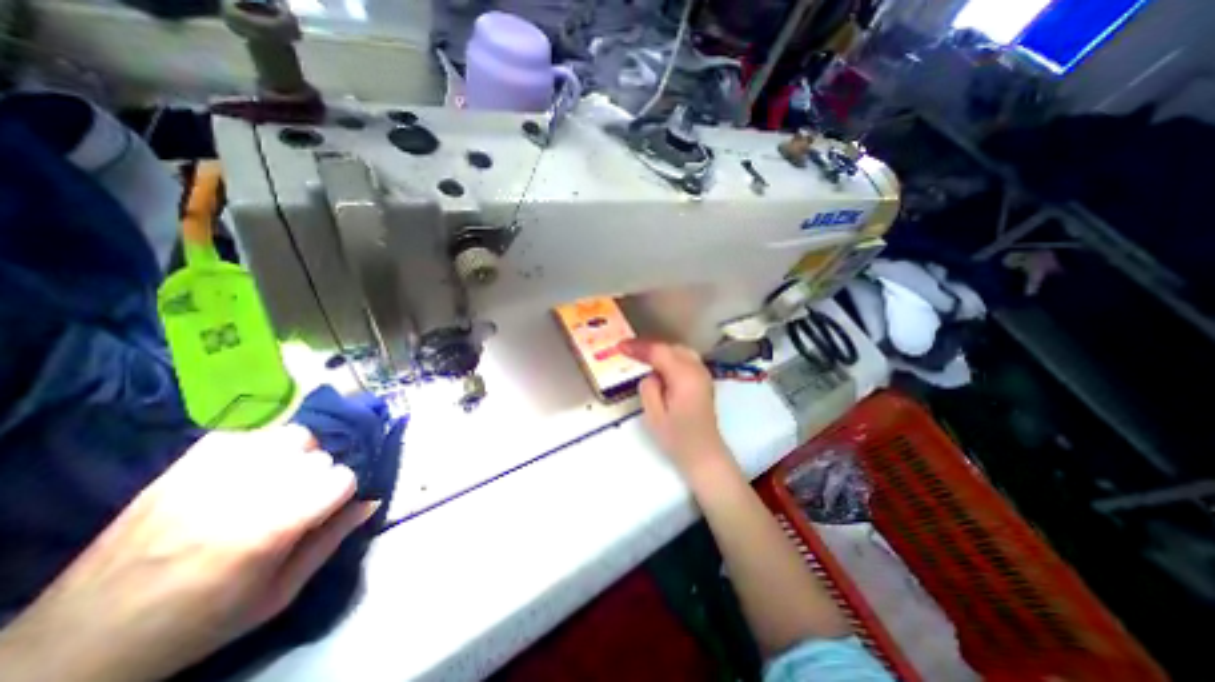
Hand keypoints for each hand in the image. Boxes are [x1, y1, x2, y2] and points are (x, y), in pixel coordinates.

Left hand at [0, 426, 377, 681]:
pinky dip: (259, 443)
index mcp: (273, 528)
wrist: (78, 645)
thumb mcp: (278, 594)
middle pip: (320, 456)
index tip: (322, 512)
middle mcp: (247, 492)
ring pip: (292, 434)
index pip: (343, 478)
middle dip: (318, 477)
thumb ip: (331, 540)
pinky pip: (247, 431)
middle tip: (295, 502)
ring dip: (296, 455)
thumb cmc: (199, 622)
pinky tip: (248, 467)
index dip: (340, 494)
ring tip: (276, 478)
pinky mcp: (183, 466)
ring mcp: (212, 473)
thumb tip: (371, 501)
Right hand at [620, 340, 725, 475]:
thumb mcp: (654, 416)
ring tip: (641, 357)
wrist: (704, 455)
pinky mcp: (703, 380)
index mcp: (684, 377)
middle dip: (649, 348)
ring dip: (660, 351)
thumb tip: (651, 374)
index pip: (659, 352)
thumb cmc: (678, 439)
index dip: (638, 347)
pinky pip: (684, 359)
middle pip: (670, 347)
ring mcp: (703, 374)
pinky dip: (670, 357)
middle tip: (628, 351)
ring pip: (679, 351)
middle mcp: (697, 370)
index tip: (619, 346)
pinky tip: (659, 366)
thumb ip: (648, 388)